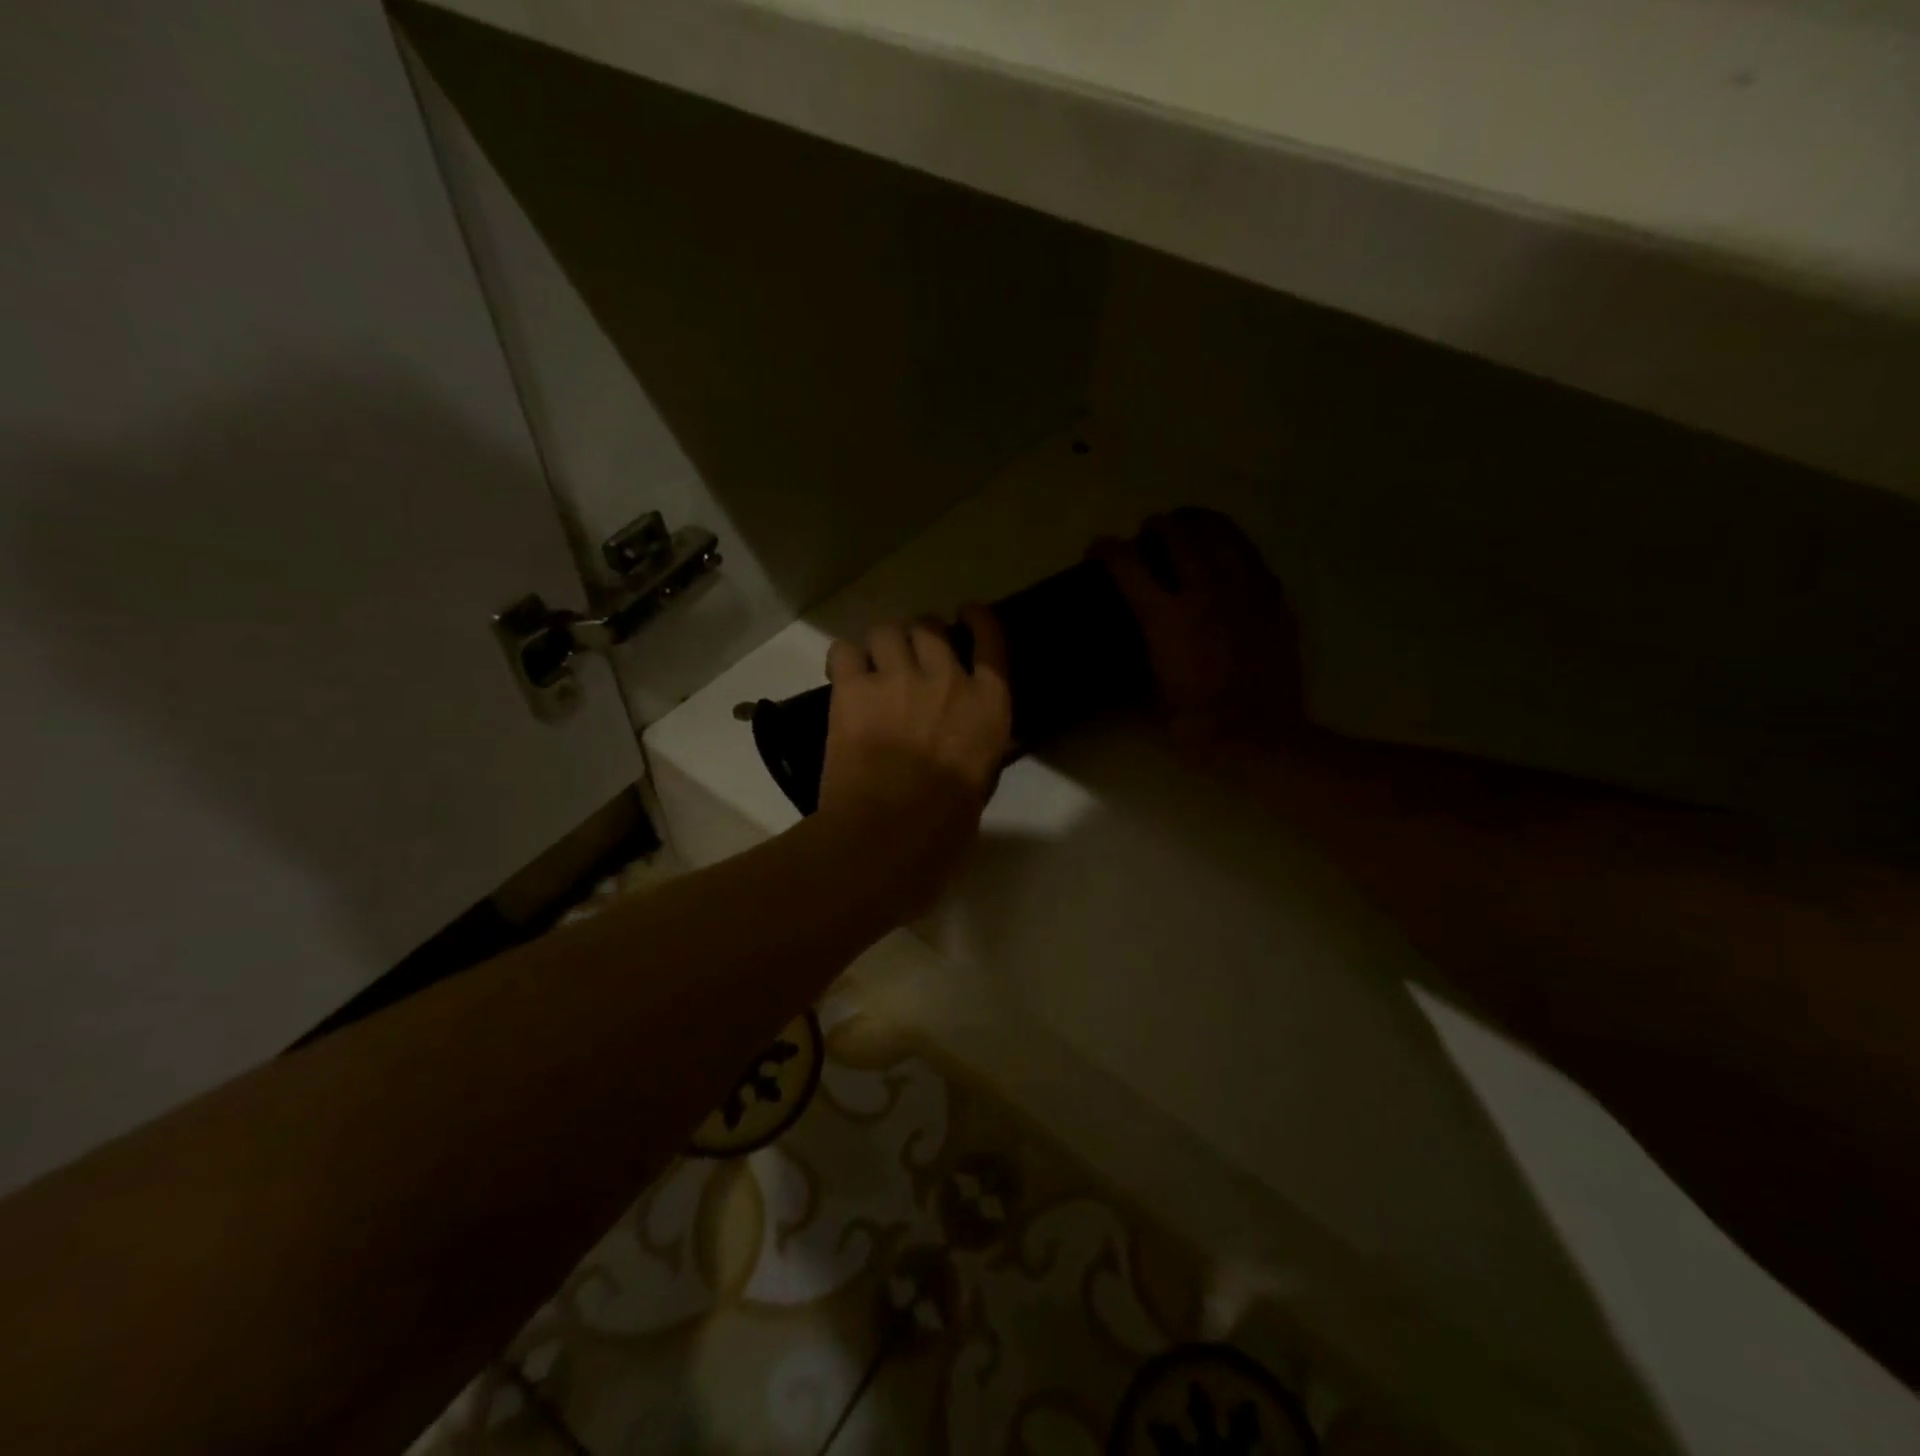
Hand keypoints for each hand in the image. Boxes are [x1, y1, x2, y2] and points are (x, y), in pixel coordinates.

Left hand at [816, 605, 1012, 911]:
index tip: (966, 614)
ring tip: (874, 666)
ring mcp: (897, 677)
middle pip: (929, 627)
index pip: (990, 638)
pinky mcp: (853, 688)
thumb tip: (969, 736)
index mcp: (988, 702)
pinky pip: (843, 651)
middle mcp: (946, 676)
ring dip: (882, 644)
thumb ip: (977, 744)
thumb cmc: (946, 824)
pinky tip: (844, 678)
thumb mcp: (983, 779)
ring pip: (886, 630)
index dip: (976, 619)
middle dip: (920, 636)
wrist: (889, 832)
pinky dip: (844, 660)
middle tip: (910, 657)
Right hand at [1092, 508, 1301, 752]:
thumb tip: (1118, 659)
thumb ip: (1133, 668)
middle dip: (1156, 526)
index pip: (1128, 565)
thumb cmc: (1197, 727)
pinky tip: (1224, 556)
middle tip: (1147, 536)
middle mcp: (1205, 593)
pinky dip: (1230, 545)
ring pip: (1221, 532)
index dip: (1107, 550)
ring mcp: (1244, 592)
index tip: (1097, 549)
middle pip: (1178, 534)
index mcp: (1167, 619)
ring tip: (1187, 529)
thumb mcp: (1149, 699)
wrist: (1261, 740)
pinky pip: (1250, 554)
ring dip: (1197, 523)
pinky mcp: (1273, 600)